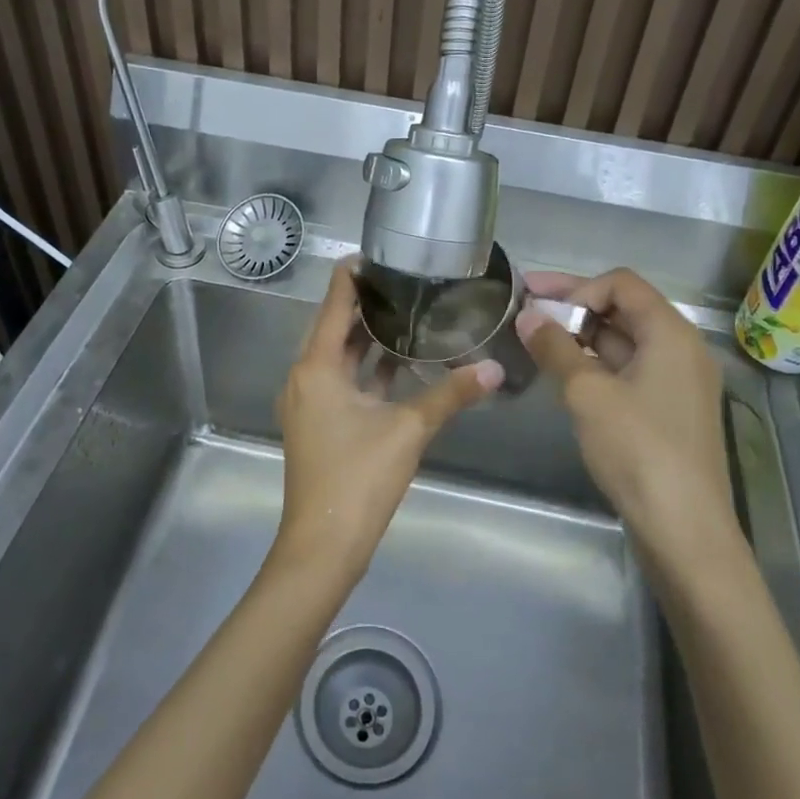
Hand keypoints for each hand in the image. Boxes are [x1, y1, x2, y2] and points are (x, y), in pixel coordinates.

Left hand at [274, 263, 501, 575]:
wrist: (322, 546)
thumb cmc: (358, 479)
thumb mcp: (408, 431)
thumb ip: (450, 394)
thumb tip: (494, 368)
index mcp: (316, 367)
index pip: (334, 303)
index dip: (354, 275)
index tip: (381, 252)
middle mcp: (305, 377)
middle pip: (335, 327)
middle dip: (367, 305)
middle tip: (407, 280)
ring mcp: (308, 402)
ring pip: (339, 357)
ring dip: (368, 338)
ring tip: (409, 313)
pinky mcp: (317, 423)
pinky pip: (341, 381)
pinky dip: (366, 369)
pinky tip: (399, 363)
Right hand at [516, 269, 735, 564]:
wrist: (684, 530)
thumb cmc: (638, 450)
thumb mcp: (587, 393)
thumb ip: (555, 348)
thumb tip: (527, 316)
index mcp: (671, 333)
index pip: (621, 283)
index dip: (576, 287)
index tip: (538, 307)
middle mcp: (681, 348)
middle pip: (624, 308)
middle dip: (573, 306)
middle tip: (524, 310)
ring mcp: (677, 381)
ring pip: (624, 341)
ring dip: (581, 335)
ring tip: (536, 340)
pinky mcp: (668, 409)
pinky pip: (629, 369)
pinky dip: (595, 362)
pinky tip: (563, 372)